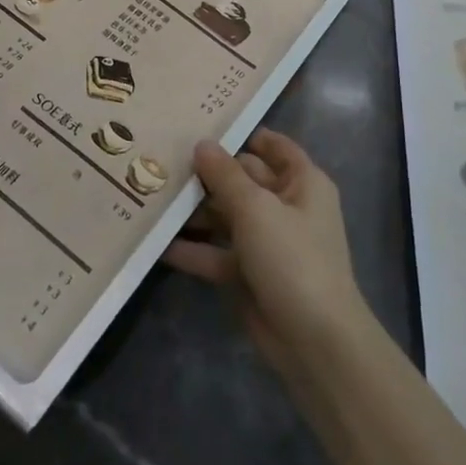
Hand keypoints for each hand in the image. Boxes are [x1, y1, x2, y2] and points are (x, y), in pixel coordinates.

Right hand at [162, 129, 374, 384]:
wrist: (314, 341)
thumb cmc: (292, 258)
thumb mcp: (256, 209)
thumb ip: (225, 175)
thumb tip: (201, 144)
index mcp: (302, 183)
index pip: (275, 147)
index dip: (244, 134)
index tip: (204, 123)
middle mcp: (286, 207)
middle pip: (243, 180)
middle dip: (208, 173)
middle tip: (163, 158)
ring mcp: (267, 243)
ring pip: (226, 217)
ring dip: (194, 211)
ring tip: (152, 195)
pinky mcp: (249, 275)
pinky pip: (217, 253)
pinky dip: (193, 250)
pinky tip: (156, 243)